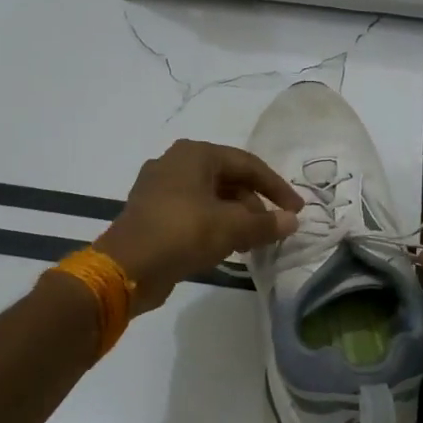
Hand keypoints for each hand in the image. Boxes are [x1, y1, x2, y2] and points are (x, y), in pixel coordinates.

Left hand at [95, 140, 301, 314]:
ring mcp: (159, 188)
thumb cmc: (182, 234)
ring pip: (211, 197)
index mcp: (195, 154)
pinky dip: (214, 225)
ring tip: (250, 244)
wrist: (126, 268)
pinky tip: (225, 248)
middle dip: (254, 205)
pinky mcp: (152, 212)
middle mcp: (175, 163)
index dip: (276, 187)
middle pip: (229, 179)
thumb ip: (265, 223)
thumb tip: (292, 221)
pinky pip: (193, 212)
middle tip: (271, 231)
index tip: (296, 210)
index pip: (248, 164)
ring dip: (235, 218)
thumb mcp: (231, 228)